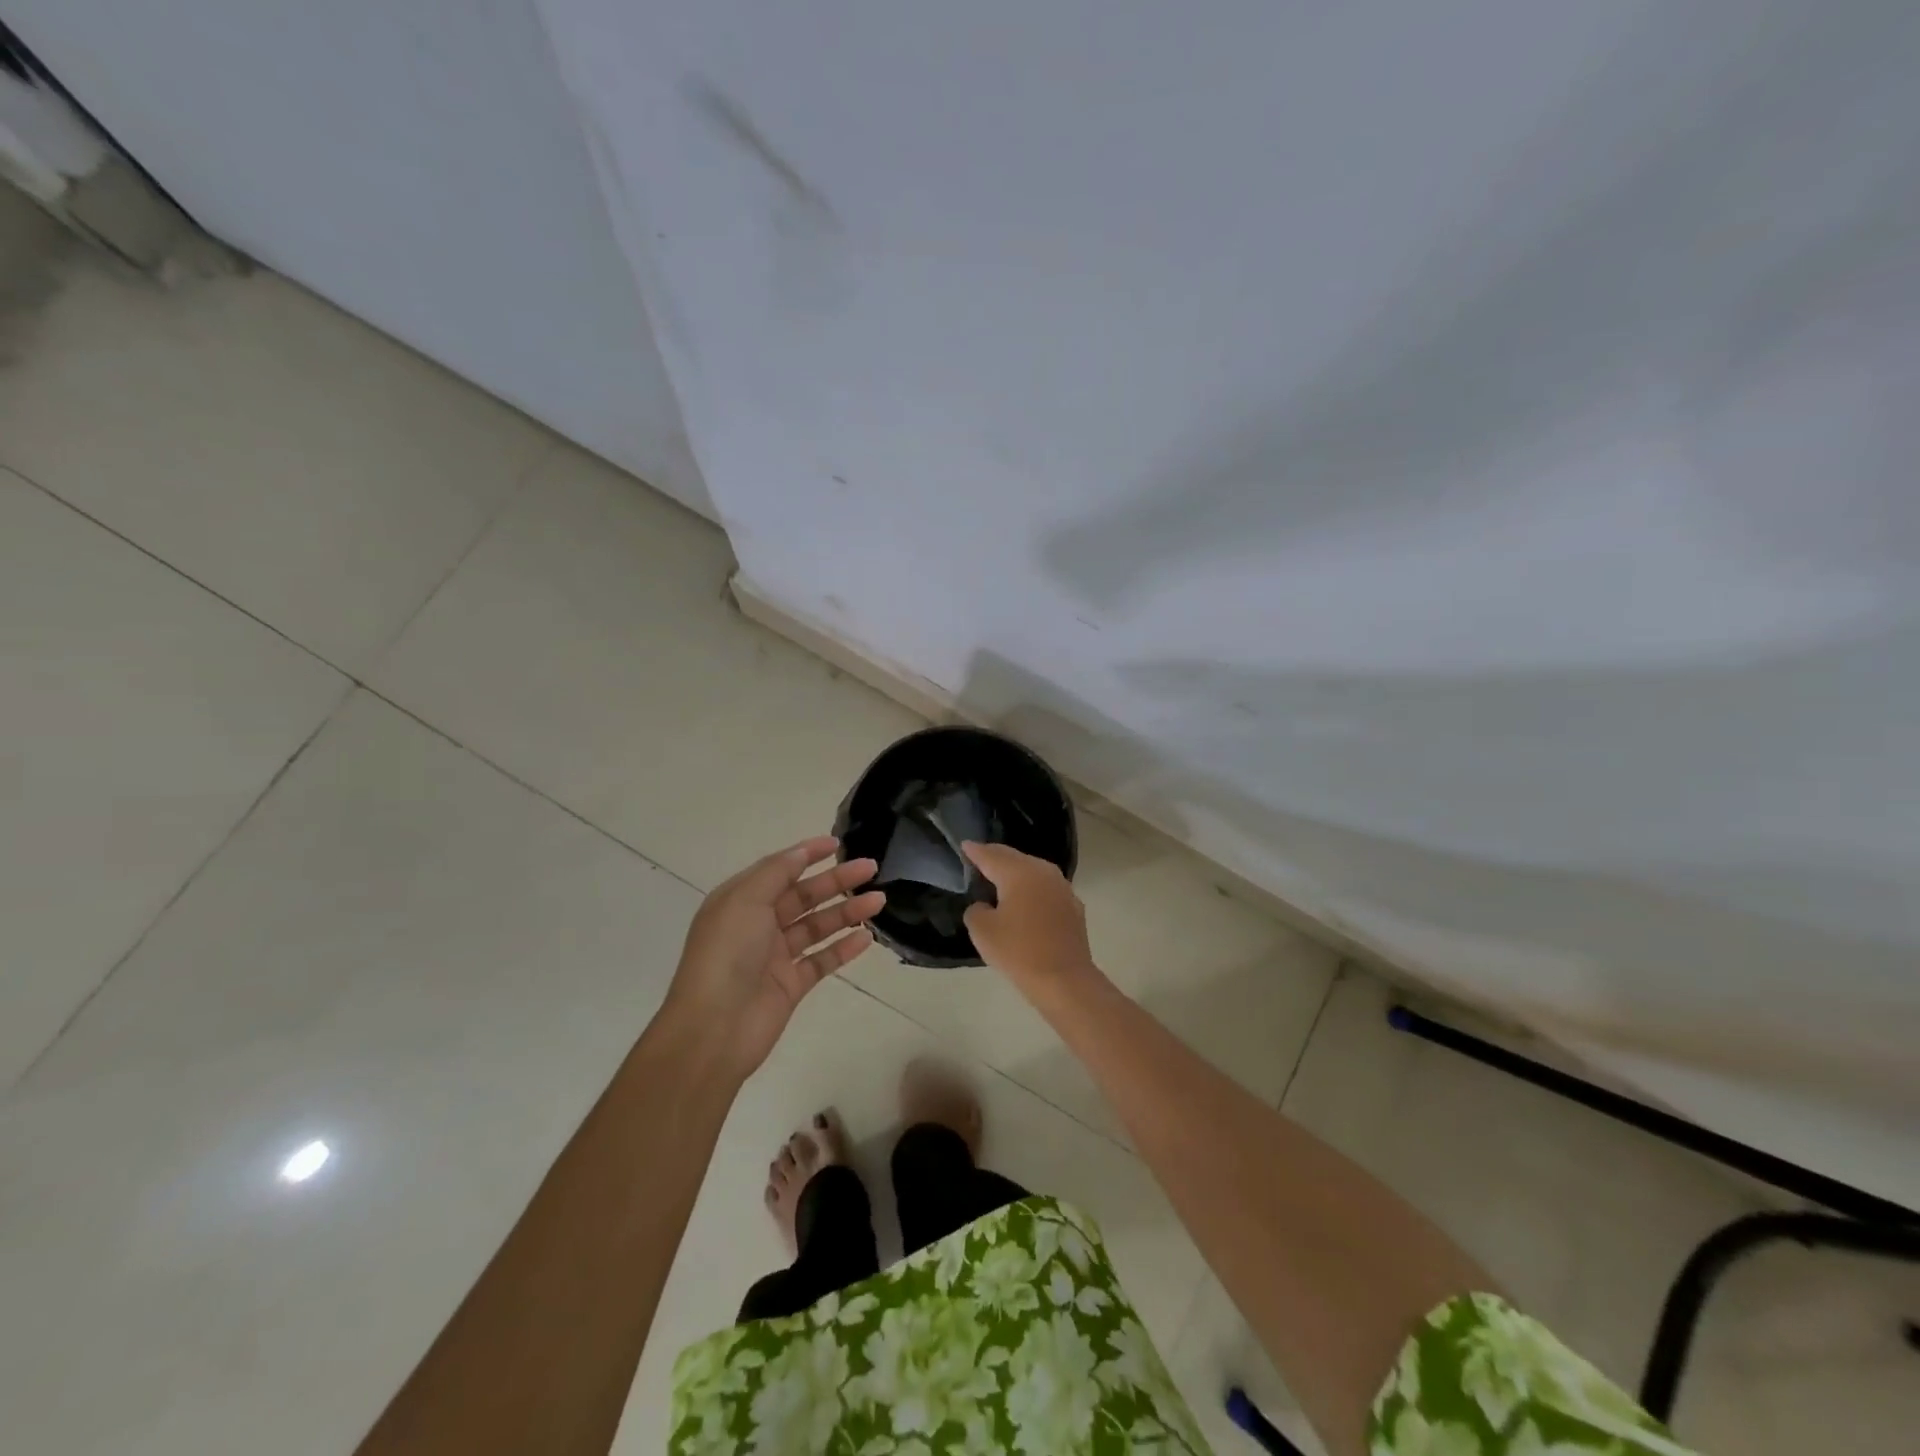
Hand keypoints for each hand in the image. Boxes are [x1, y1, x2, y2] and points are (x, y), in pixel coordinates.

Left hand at [663, 836, 883, 1077]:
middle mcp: (757, 925)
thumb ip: (776, 873)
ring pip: (817, 926)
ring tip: (879, 900)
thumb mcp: (745, 900)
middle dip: (836, 880)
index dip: (807, 854)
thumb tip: (800, 852)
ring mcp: (775, 957)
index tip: (837, 844)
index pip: (778, 870)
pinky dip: (843, 948)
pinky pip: (822, 960)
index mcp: (740, 901)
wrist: (713, 1029)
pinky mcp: (790, 985)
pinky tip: (866, 937)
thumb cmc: (726, 954)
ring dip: (847, 912)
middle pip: (803, 896)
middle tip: (870, 868)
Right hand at [960, 842, 1097, 993]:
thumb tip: (985, 906)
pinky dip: (1032, 890)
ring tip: (1000, 878)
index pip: (991, 855)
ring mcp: (1062, 888)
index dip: (975, 851)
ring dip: (1016, 872)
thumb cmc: (1019, 951)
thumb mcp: (982, 931)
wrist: (1064, 980)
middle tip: (980, 858)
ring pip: (1033, 871)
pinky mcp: (1073, 906)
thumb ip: (976, 910)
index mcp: (1019, 872)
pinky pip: (1046, 889)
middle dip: (996, 857)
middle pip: (1014, 858)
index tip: (965, 845)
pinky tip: (1026, 901)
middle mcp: (1043, 871)